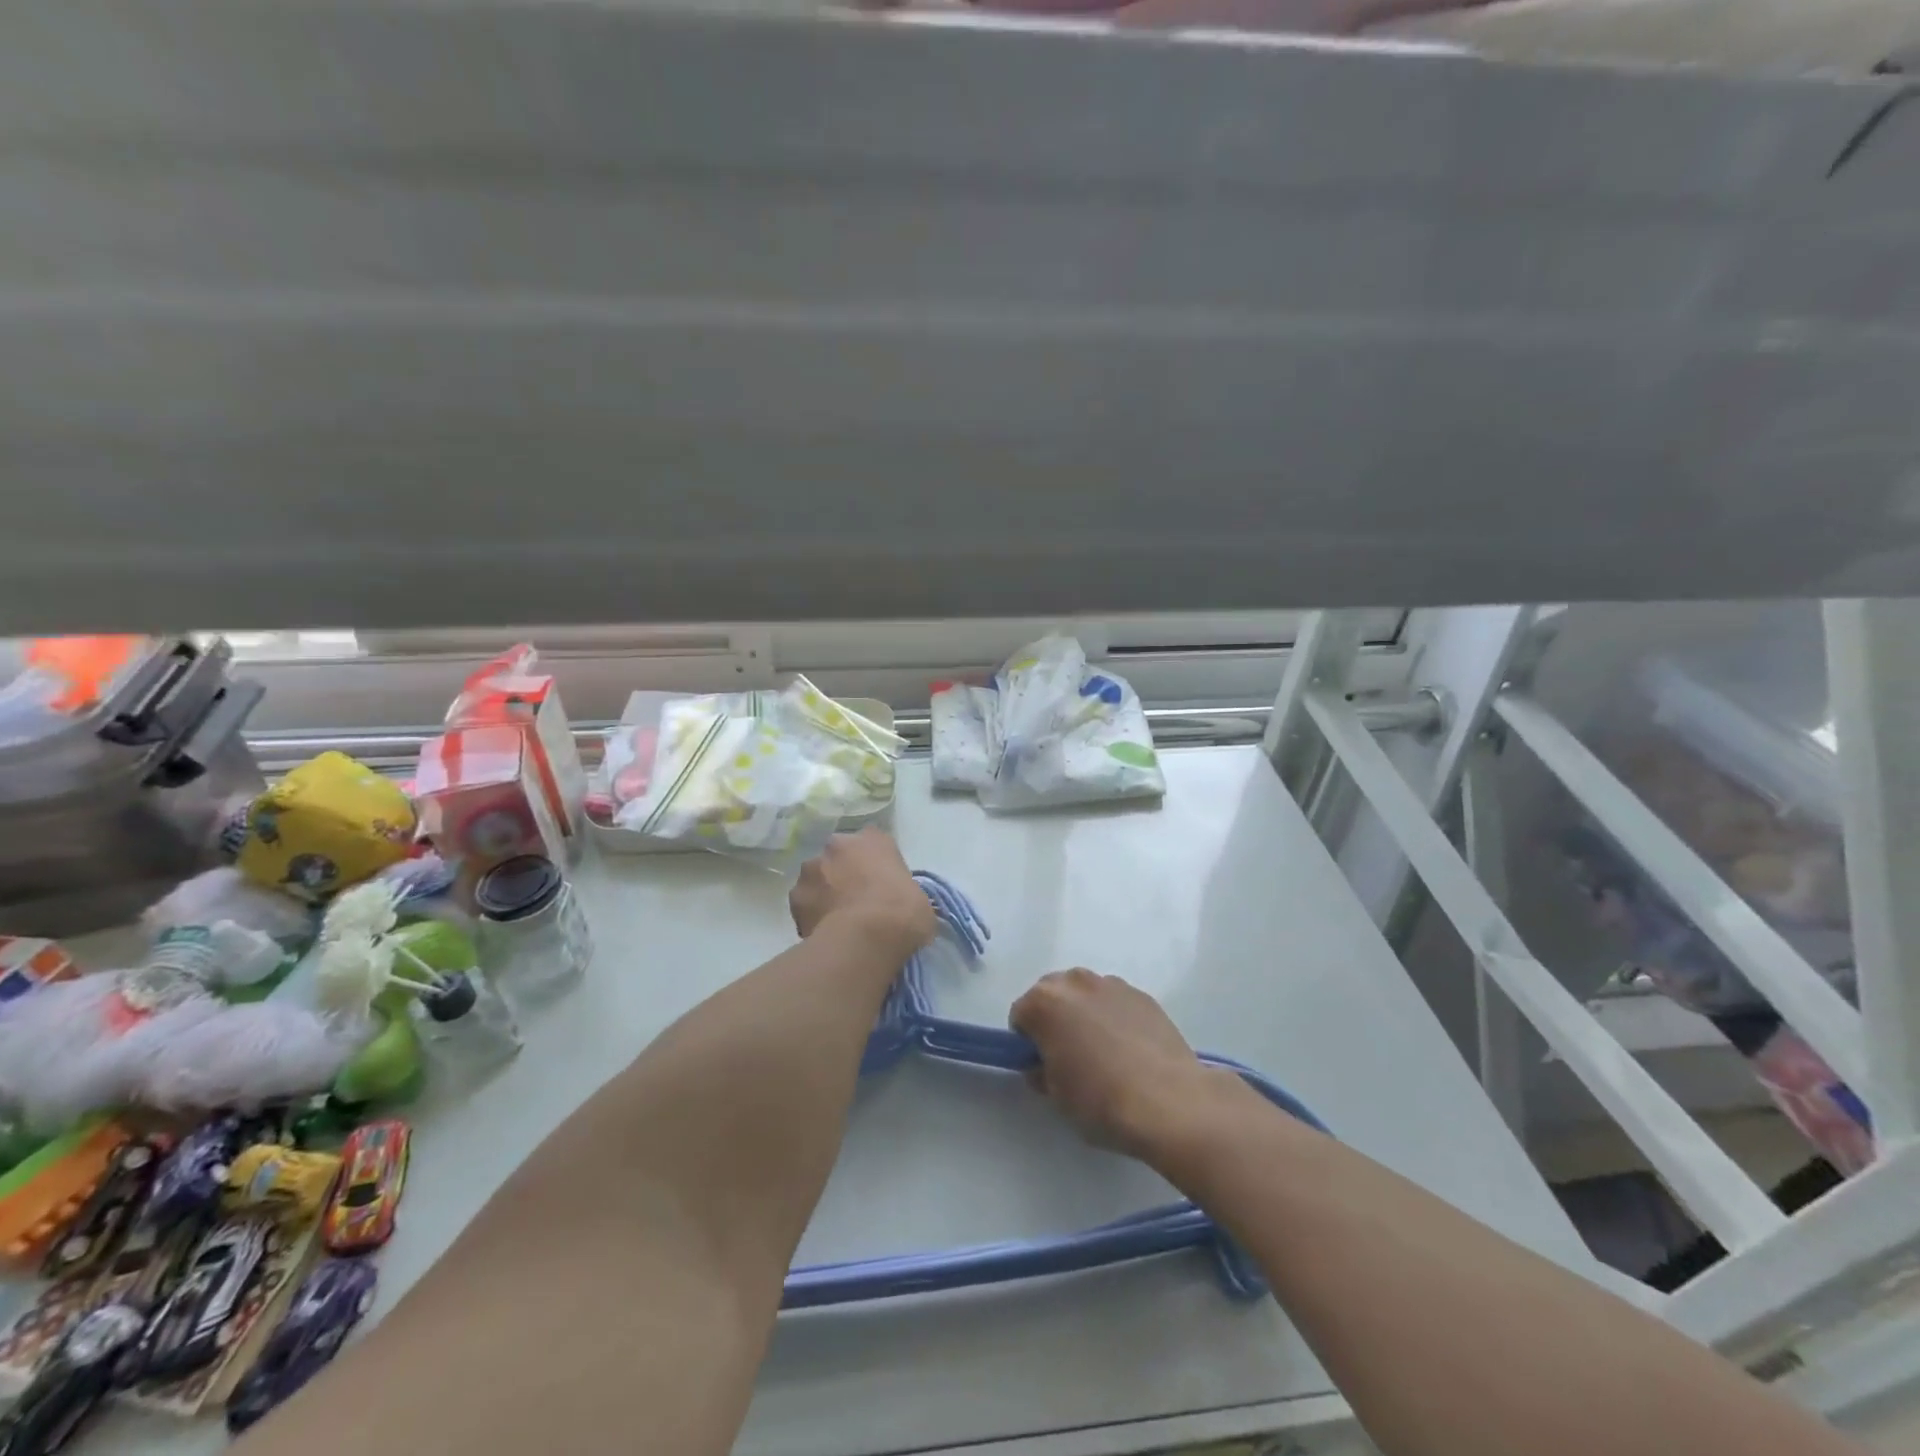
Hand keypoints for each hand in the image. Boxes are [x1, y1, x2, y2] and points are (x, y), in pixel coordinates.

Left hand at [789, 828, 936, 962]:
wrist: (866, 938)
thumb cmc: (902, 912)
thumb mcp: (918, 897)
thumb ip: (900, 891)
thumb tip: (897, 908)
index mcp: (872, 839)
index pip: (872, 844)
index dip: (875, 865)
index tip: (881, 886)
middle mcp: (837, 846)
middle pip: (839, 858)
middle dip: (843, 875)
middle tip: (857, 903)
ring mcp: (811, 871)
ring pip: (816, 879)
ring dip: (824, 894)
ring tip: (837, 922)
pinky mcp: (795, 900)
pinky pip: (805, 906)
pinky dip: (812, 917)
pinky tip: (824, 934)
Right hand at [1010, 969, 1234, 1160]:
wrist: (1169, 1102)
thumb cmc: (1100, 1100)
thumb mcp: (1056, 1096)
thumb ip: (1042, 1071)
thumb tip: (1046, 1064)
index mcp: (1044, 1003)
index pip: (1020, 1014)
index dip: (1027, 1042)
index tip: (1041, 1064)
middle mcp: (1075, 982)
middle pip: (1052, 994)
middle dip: (1054, 1018)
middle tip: (1069, 1055)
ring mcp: (1112, 984)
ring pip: (1086, 994)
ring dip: (1085, 1013)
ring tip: (1104, 1052)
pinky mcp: (1143, 995)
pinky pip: (1116, 1002)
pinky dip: (1115, 1017)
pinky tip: (1130, 1050)